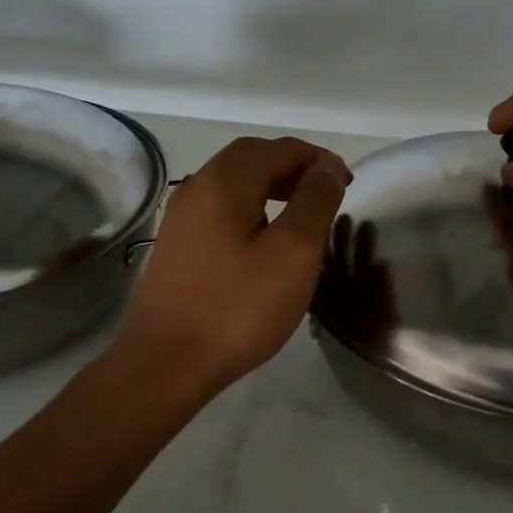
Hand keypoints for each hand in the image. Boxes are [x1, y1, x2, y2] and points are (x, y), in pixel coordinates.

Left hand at [118, 136, 350, 397]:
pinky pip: (220, 209)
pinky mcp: (177, 245)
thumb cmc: (237, 308)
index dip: (317, 158)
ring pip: (233, 184)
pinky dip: (251, 208)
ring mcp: (181, 218)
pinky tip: (265, 239)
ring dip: (271, 186)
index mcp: (224, 182)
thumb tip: (327, 167)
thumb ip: (314, 202)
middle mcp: (196, 188)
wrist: (166, 364)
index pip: (277, 148)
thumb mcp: (293, 254)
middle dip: (292, 167)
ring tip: (302, 213)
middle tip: (326, 192)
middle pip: (251, 159)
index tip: (347, 182)